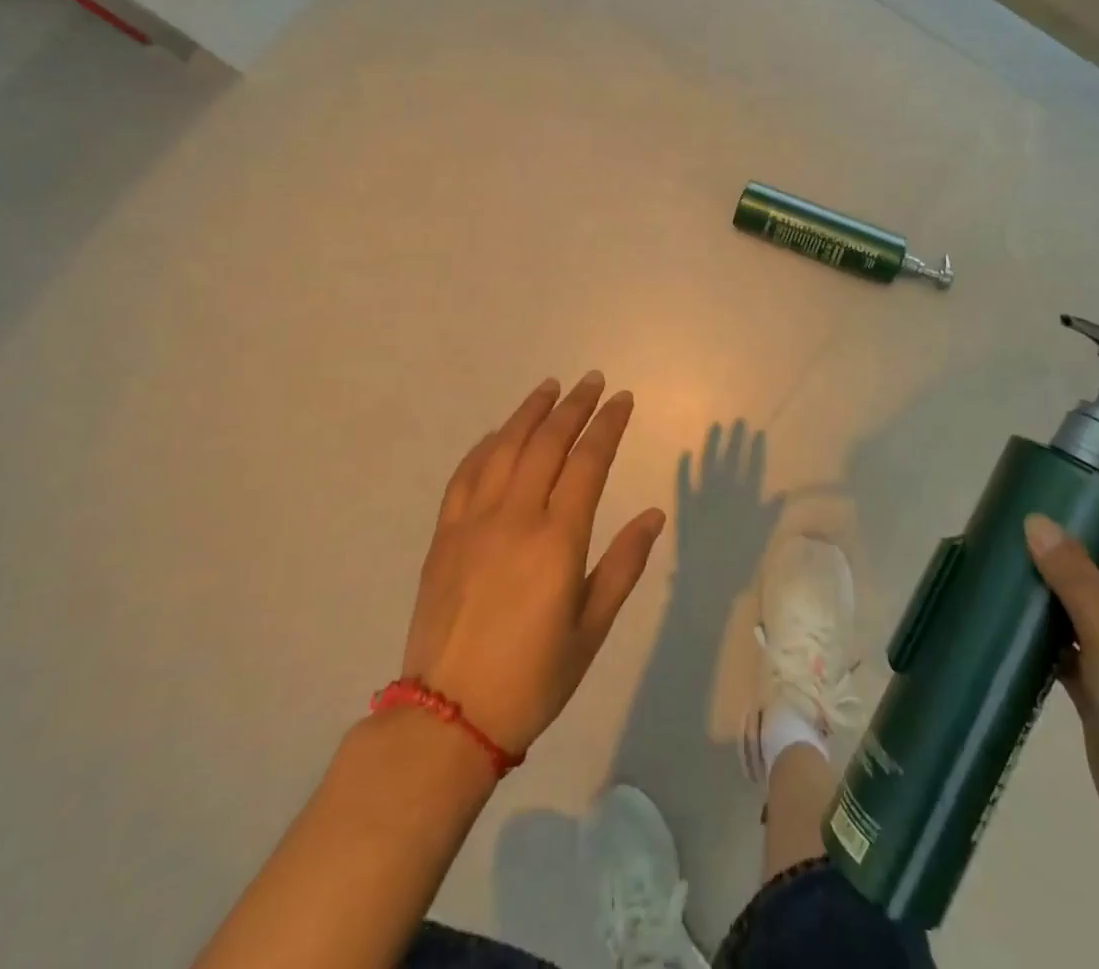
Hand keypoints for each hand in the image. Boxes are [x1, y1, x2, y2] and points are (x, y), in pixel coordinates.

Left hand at [400, 373, 665, 755]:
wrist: (448, 718)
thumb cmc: (533, 678)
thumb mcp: (591, 628)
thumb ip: (624, 565)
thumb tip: (654, 514)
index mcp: (558, 540)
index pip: (588, 462)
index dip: (607, 425)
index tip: (622, 399)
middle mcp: (516, 517)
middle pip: (547, 443)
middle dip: (574, 406)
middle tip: (593, 381)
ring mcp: (474, 522)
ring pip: (505, 448)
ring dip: (529, 412)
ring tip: (550, 387)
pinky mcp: (444, 535)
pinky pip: (465, 475)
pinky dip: (485, 446)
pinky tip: (497, 432)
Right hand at [1025, 517, 1098, 885]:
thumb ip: (1073, 577)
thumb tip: (1036, 519)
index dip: (1081, 532)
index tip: (1032, 515)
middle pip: (1098, 585)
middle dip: (1056, 566)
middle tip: (1005, 543)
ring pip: (1080, 620)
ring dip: (1047, 603)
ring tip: (999, 577)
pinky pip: (1070, 654)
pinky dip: (1045, 641)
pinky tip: (1009, 628)